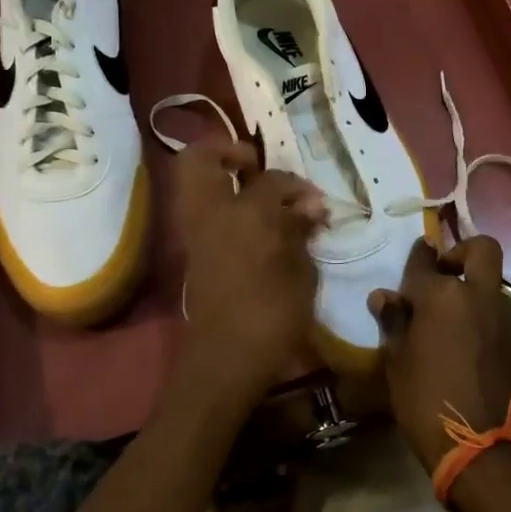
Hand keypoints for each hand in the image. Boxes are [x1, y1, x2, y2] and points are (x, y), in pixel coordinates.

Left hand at [174, 139, 326, 402]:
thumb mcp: (301, 273)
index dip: (298, 187)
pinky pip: (200, 211)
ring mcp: (196, 233)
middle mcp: (214, 214)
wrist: (226, 359)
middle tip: (254, 164)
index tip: (317, 204)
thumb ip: (301, 232)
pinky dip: (220, 204)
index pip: (273, 180)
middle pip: (200, 160)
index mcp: (247, 214)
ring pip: (193, 184)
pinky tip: (252, 223)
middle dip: (226, 152)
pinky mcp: (193, 253)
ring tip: (254, 192)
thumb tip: (310, 206)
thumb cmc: (274, 315)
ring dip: (219, 177)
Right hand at [368, 236, 510, 474]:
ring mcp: (501, 316)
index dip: (417, 255)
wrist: (482, 446)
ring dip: (472, 285)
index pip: (425, 260)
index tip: (416, 252)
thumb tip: (384, 296)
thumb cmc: (426, 400)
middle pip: (481, 249)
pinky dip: (481, 311)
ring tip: (448, 312)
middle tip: (443, 273)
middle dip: (462, 251)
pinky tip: (463, 334)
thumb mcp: (397, 362)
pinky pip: (497, 309)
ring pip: (491, 280)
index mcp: (441, 295)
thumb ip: (394, 322)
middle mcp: (476, 294)